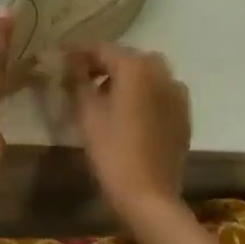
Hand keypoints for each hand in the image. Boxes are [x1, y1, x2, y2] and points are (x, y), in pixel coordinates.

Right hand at [64, 43, 190, 215]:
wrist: (149, 195)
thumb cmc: (112, 151)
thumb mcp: (87, 113)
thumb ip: (78, 80)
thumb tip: (71, 61)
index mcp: (135, 67)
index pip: (102, 48)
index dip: (79, 51)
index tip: (61, 55)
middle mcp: (160, 72)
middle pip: (127, 57)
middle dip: (104, 62)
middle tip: (81, 75)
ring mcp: (177, 92)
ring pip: (147, 72)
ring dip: (126, 76)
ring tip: (104, 94)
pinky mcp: (183, 113)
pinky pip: (160, 90)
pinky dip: (144, 91)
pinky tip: (129, 110)